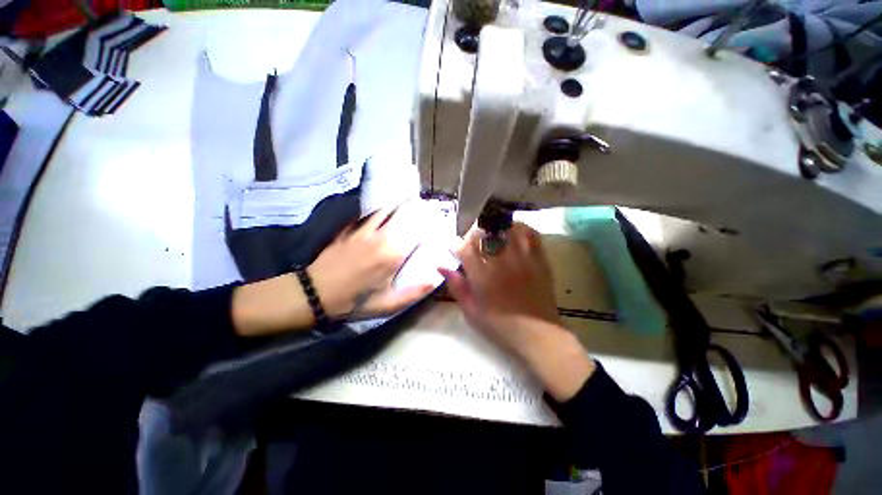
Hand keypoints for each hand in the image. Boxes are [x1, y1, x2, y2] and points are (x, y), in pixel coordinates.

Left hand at [308, 207, 433, 319]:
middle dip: (415, 209)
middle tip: (424, 204)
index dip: (428, 223)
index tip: (436, 219)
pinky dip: (378, 210)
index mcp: (392, 255)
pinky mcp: (349, 230)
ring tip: (407, 199)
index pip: (416, 232)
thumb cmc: (354, 301)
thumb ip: (413, 293)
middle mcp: (381, 237)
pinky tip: (381, 208)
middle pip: (402, 216)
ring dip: (397, 204)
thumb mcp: (387, 305)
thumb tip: (435, 280)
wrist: (314, 294)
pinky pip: (366, 215)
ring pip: (384, 211)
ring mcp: (362, 231)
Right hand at [440, 223, 560, 349]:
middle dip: (473, 235)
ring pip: (507, 229)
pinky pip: (531, 235)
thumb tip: (442, 267)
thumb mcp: (471, 311)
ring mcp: (522, 259)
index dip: (456, 244)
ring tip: (492, 234)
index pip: (464, 248)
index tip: (454, 246)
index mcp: (482, 276)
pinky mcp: (538, 260)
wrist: (537, 334)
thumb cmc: (500, 325)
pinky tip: (514, 233)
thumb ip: (456, 286)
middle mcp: (501, 262)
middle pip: (484, 234)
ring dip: (496, 228)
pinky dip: (521, 229)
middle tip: (472, 243)